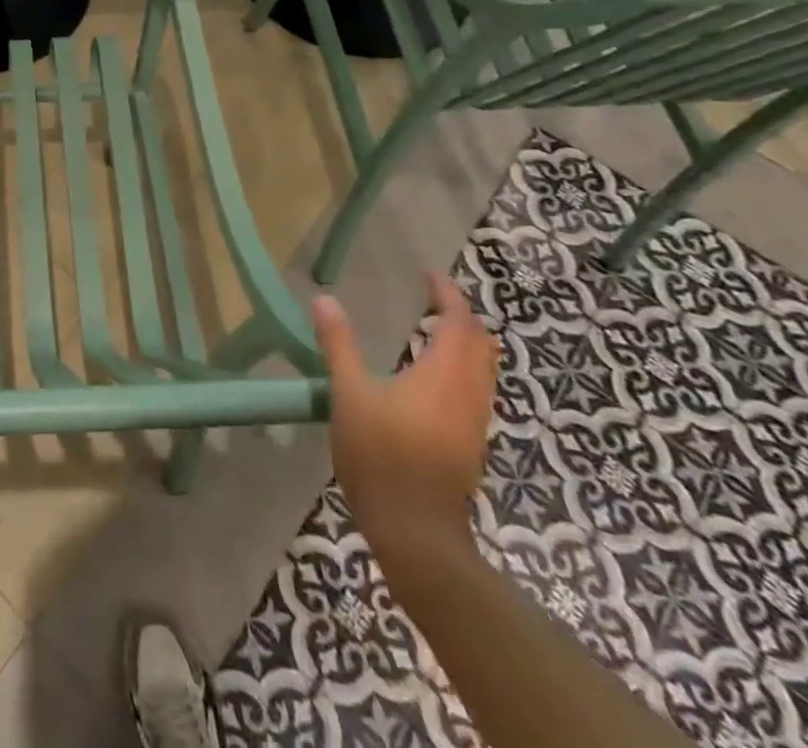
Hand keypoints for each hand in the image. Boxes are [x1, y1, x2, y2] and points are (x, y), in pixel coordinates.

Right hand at [311, 272, 496, 559]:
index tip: (428, 275)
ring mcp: (474, 421)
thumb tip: (323, 300)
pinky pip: (477, 390)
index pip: (459, 323)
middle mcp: (469, 393)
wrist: (417, 532)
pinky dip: (463, 368)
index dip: (448, 295)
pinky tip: (433, 376)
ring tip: (434, 330)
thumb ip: (339, 345)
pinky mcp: (470, 443)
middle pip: (481, 345)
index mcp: (444, 375)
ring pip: (484, 370)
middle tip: (433, 299)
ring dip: (466, 343)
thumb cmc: (380, 456)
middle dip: (462, 317)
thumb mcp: (349, 395)